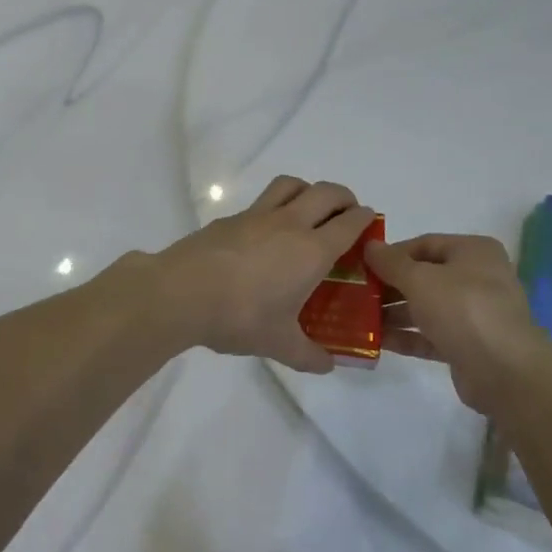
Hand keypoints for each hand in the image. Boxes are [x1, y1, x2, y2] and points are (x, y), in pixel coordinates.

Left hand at [154, 176, 376, 373]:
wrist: (181, 293)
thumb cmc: (240, 317)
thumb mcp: (279, 344)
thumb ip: (308, 355)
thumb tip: (328, 366)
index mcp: (311, 250)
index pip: (349, 222)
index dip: (364, 218)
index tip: (369, 222)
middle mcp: (289, 224)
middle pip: (326, 192)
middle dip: (343, 197)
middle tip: (346, 214)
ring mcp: (257, 216)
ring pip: (291, 184)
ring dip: (308, 190)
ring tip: (309, 210)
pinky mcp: (230, 218)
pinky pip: (261, 202)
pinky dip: (274, 207)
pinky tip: (265, 233)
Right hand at [365, 233, 551, 404]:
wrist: (505, 371)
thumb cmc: (462, 309)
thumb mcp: (420, 279)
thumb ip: (391, 262)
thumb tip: (369, 246)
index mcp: (473, 252)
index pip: (424, 244)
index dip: (392, 253)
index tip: (362, 265)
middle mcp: (477, 278)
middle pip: (424, 276)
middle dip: (389, 285)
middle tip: (357, 293)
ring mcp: (473, 314)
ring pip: (426, 307)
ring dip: (393, 313)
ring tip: (359, 318)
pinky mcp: (467, 345)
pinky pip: (430, 335)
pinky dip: (406, 336)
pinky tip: (377, 341)